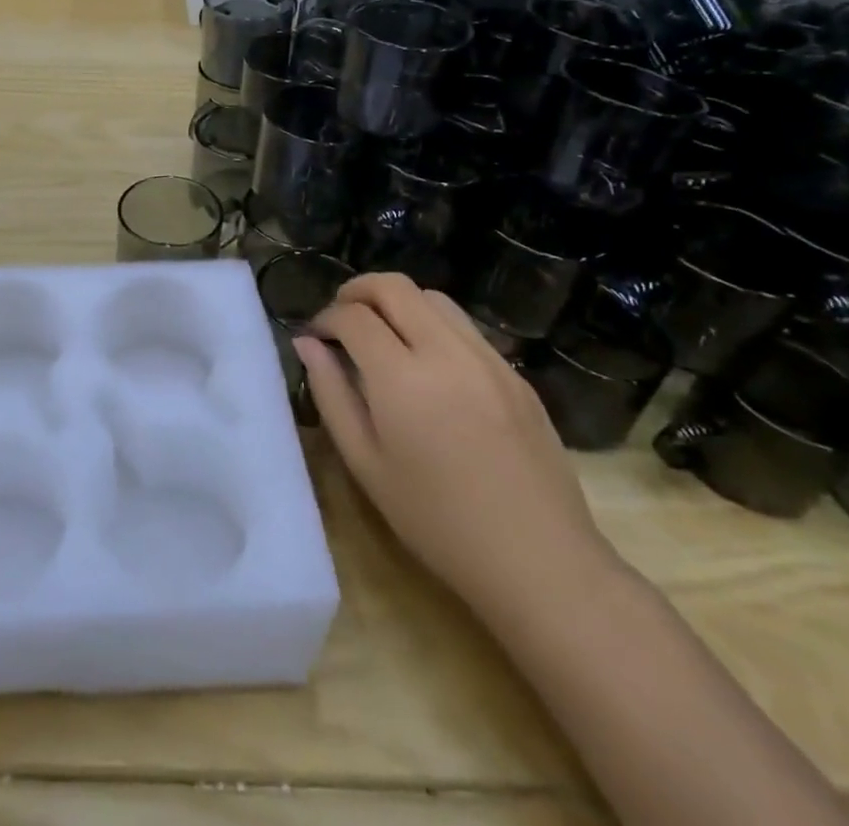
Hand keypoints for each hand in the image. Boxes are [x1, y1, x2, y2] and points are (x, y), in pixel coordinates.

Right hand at [298, 273, 616, 616]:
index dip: (326, 318)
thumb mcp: (366, 463)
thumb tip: (308, 343)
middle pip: (394, 286)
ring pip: (433, 297)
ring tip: (383, 335)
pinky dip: (432, 324)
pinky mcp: (515, 373)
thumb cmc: (437, 522)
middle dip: (358, 291)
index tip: (316, 337)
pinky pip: (464, 327)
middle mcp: (446, 352)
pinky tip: (427, 363)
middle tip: (341, 319)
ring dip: (398, 302)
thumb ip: (331, 393)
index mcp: (402, 378)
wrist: (539, 562)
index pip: (354, 316)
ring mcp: (488, 358)